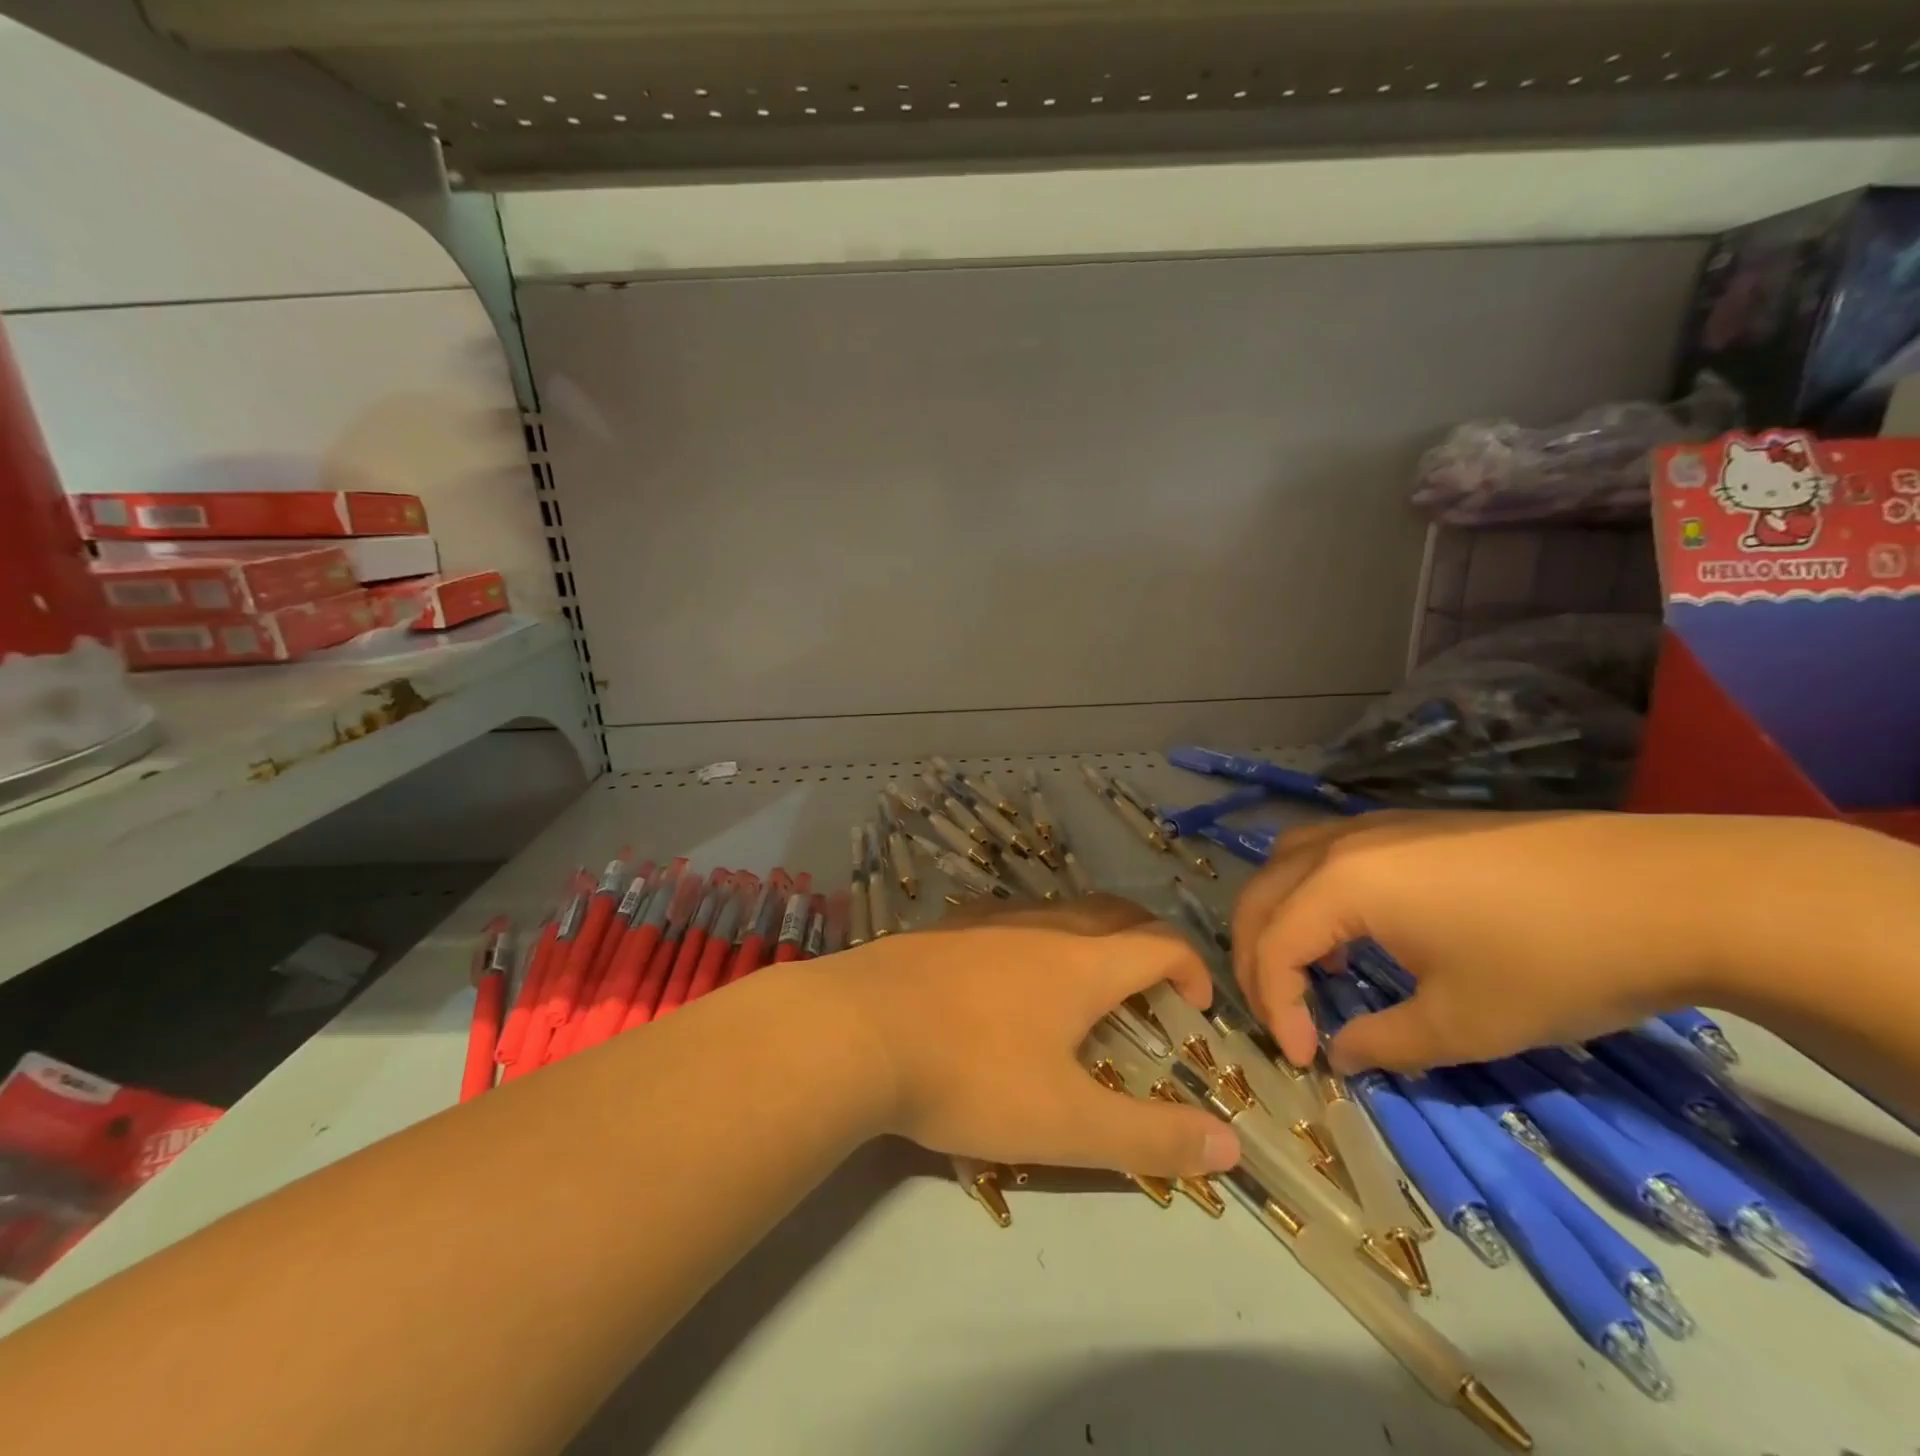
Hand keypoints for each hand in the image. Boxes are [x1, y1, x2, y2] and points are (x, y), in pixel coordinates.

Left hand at [824, 895, 1238, 1177]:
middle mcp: (1041, 925)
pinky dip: (1035, 936)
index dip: (1192, 969)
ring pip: (1059, 909)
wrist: (855, 1031)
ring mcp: (987, 920)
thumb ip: (1152, 1138)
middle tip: (1151, 987)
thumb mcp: (1068, 1125)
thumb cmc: (970, 1075)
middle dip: (1146, 942)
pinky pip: (1009, 917)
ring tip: (1085, 982)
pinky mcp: (944, 928)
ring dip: (1090, 936)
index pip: (1160, 945)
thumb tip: (1229, 1147)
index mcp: (1081, 963)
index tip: (1195, 1008)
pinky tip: (1008, 973)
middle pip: (1114, 913)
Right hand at [1230, 811, 1866, 1075]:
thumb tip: (1340, 1054)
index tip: (1304, 1059)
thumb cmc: (1553, 962)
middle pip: (1260, 897)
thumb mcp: (1465, 1024)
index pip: (1273, 945)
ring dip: (1277, 917)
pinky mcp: (1410, 825)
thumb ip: (1385, 1042)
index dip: (1274, 1006)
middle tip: (1282, 1018)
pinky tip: (1355, 930)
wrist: (1668, 892)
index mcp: (1342, 885)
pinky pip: (1325, 854)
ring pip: (1285, 864)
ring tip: (1306, 967)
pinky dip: (1311, 894)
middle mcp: (1341, 844)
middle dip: (1255, 960)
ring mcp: (1375, 826)